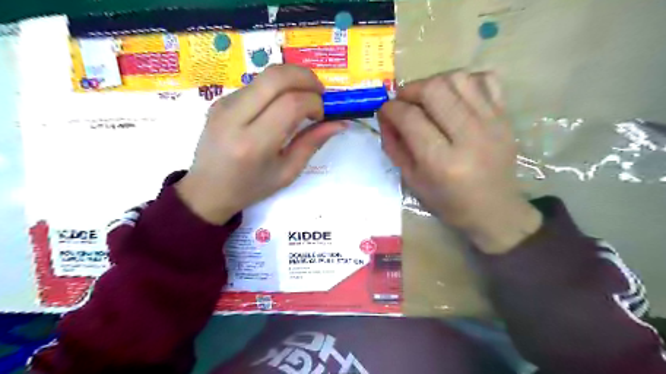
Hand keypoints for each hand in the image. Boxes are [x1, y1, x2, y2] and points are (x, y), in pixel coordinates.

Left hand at [173, 64, 345, 223]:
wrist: (207, 190)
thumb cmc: (251, 187)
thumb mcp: (287, 172)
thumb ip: (312, 143)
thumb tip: (340, 123)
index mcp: (253, 144)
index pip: (291, 104)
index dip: (314, 102)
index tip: (322, 115)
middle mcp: (235, 117)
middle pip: (276, 77)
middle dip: (306, 77)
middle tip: (319, 93)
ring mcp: (223, 104)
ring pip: (266, 76)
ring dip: (292, 80)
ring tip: (303, 99)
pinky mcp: (220, 100)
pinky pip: (255, 84)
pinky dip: (276, 88)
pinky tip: (281, 106)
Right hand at [378, 72, 542, 252]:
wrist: (494, 209)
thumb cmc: (448, 202)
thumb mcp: (412, 180)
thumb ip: (394, 146)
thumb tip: (384, 115)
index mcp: (442, 162)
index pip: (410, 118)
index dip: (391, 108)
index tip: (384, 110)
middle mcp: (469, 137)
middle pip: (434, 89)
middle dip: (410, 89)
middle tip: (404, 101)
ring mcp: (492, 123)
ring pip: (458, 78)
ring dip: (435, 82)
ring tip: (427, 97)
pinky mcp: (505, 117)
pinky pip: (486, 79)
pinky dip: (465, 81)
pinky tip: (455, 96)